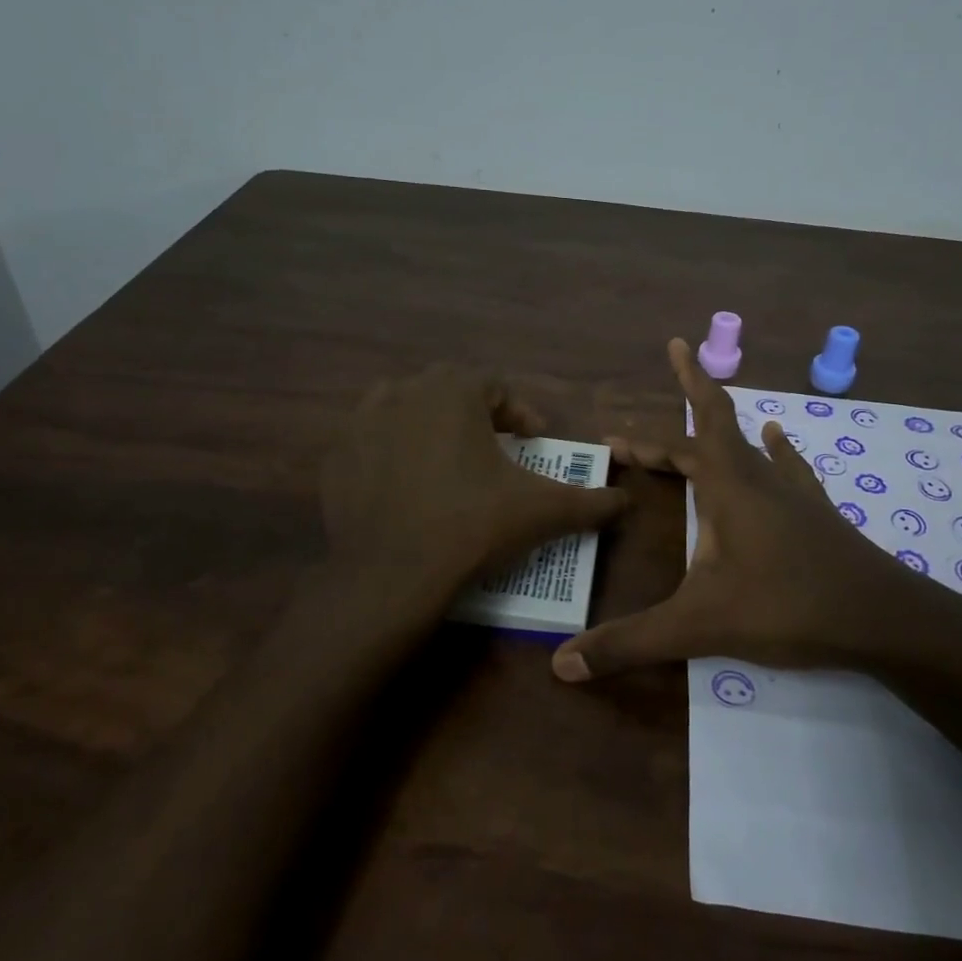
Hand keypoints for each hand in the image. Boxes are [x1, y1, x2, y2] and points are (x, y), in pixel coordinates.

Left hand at [321, 365, 628, 606]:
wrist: (391, 574)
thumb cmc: (472, 526)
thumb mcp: (542, 511)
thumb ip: (591, 502)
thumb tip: (626, 502)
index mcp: (453, 391)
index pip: (496, 386)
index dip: (520, 412)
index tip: (534, 441)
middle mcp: (403, 392)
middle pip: (449, 392)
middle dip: (476, 415)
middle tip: (495, 450)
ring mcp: (361, 423)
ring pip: (403, 408)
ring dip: (428, 425)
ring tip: (447, 461)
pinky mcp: (335, 457)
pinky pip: (370, 443)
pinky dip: (390, 454)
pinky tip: (405, 487)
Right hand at [553, 339, 961, 681]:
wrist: (884, 620)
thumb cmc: (788, 608)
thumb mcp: (699, 626)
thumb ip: (631, 642)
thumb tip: (562, 664)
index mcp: (728, 488)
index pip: (678, 446)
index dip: (643, 440)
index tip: (611, 438)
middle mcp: (759, 478)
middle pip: (717, 423)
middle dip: (691, 391)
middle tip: (674, 358)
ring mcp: (793, 493)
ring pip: (752, 442)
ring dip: (725, 422)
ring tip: (711, 400)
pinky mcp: (818, 513)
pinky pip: (788, 468)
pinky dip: (775, 450)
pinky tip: (780, 439)